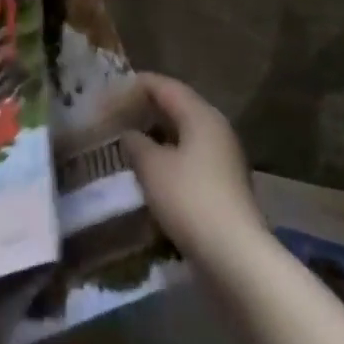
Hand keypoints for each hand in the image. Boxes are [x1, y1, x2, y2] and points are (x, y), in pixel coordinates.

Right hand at [120, 73, 262, 263]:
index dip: (134, 86)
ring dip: (156, 135)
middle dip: (145, 109)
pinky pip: (191, 156)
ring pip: (184, 133)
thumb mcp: (152, 167)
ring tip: (128, 142)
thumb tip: (130, 134)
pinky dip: (169, 156)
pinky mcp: (224, 184)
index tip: (109, 93)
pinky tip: (151, 171)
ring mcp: (224, 157)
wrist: (235, 257)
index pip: (163, 86)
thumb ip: (136, 143)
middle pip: (177, 106)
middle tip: (116, 116)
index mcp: (200, 114)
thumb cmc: (190, 200)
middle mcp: (216, 128)